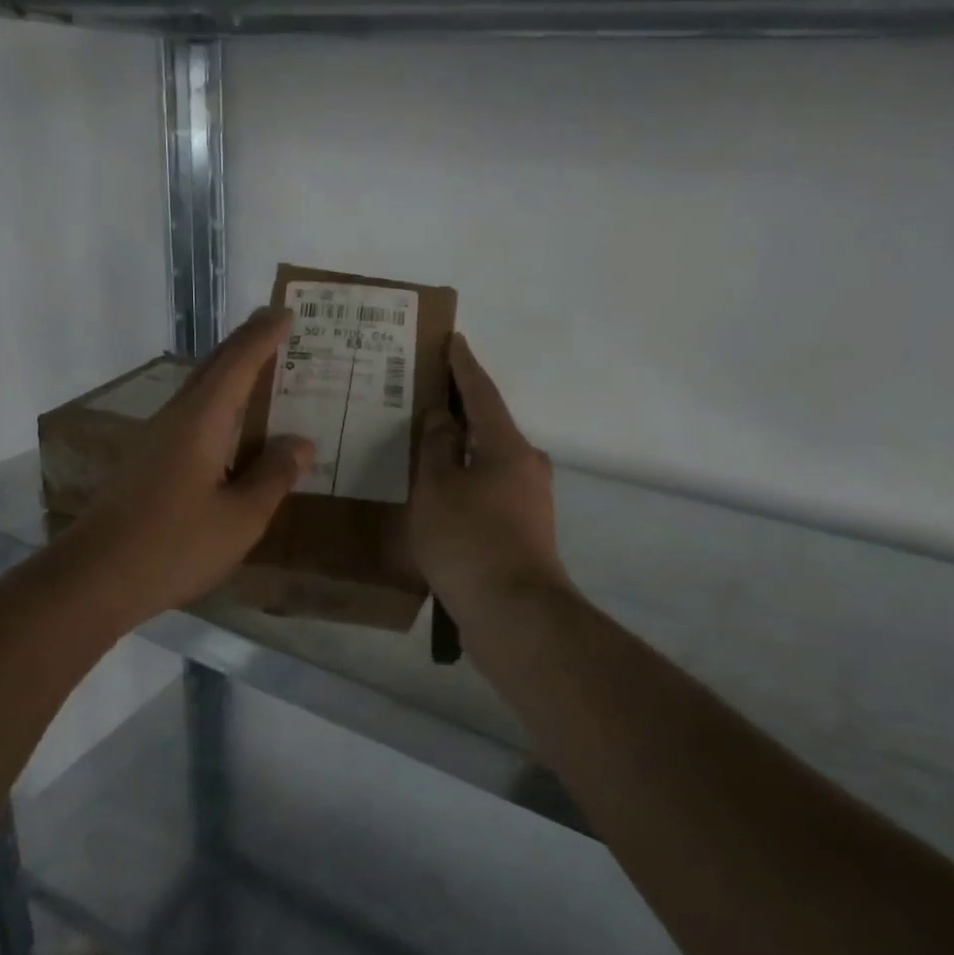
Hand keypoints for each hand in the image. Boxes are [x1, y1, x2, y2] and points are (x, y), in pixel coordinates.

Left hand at [61, 308, 313, 627]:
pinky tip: (231, 432)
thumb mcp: (240, 518)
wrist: (94, 579)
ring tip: (263, 375)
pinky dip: (219, 410)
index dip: (263, 337)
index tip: (285, 312)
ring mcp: (155, 442)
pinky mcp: (146, 465)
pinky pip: (192, 419)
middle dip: (246, 346)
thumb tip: (300, 443)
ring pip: (199, 394)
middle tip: (276, 330)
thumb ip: (273, 476)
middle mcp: (174, 420)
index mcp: (200, 421)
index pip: (237, 363)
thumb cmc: (174, 546)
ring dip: (230, 377)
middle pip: (213, 369)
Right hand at [410, 334, 568, 623]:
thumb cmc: (469, 541)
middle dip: (459, 411)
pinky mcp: (524, 531)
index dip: (463, 366)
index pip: (482, 393)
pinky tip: (440, 494)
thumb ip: (435, 446)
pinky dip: (465, 483)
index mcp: (507, 446)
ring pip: (488, 462)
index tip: (453, 340)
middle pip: (488, 427)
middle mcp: (526, 466)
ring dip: (460, 451)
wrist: (514, 614)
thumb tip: (443, 415)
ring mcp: (529, 501)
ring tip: (424, 447)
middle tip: (424, 397)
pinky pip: (488, 491)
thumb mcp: (437, 488)